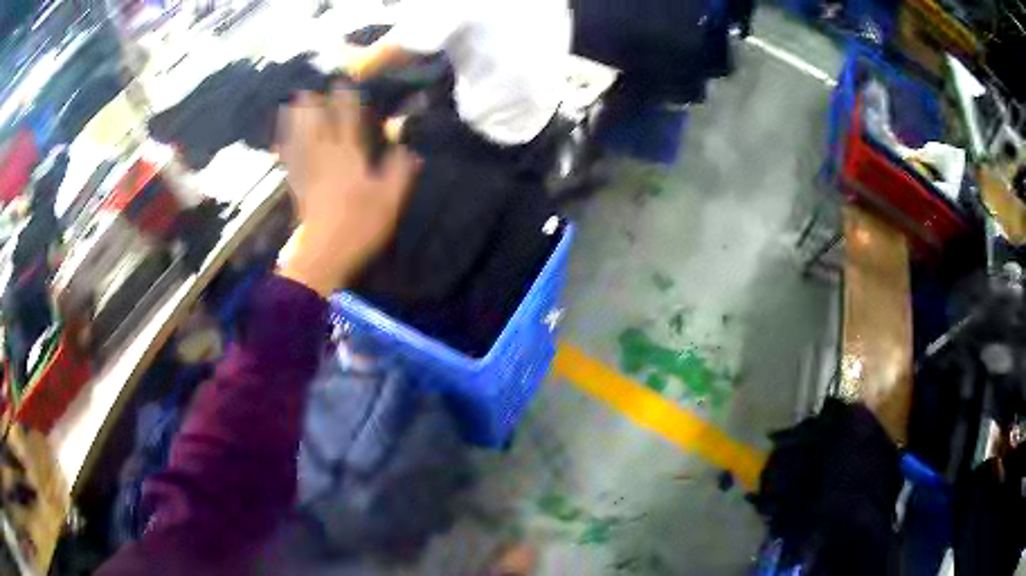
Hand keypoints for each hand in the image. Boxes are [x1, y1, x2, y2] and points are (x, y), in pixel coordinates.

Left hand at [276, 88, 417, 296]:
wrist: (324, 255)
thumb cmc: (359, 226)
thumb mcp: (389, 200)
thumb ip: (399, 171)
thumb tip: (409, 148)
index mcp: (350, 159)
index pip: (348, 122)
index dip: (346, 101)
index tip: (342, 83)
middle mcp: (326, 159)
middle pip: (318, 126)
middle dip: (315, 105)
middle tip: (309, 87)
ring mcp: (309, 174)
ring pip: (301, 140)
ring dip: (296, 121)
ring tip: (290, 104)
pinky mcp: (298, 189)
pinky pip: (291, 163)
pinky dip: (285, 150)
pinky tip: (280, 142)